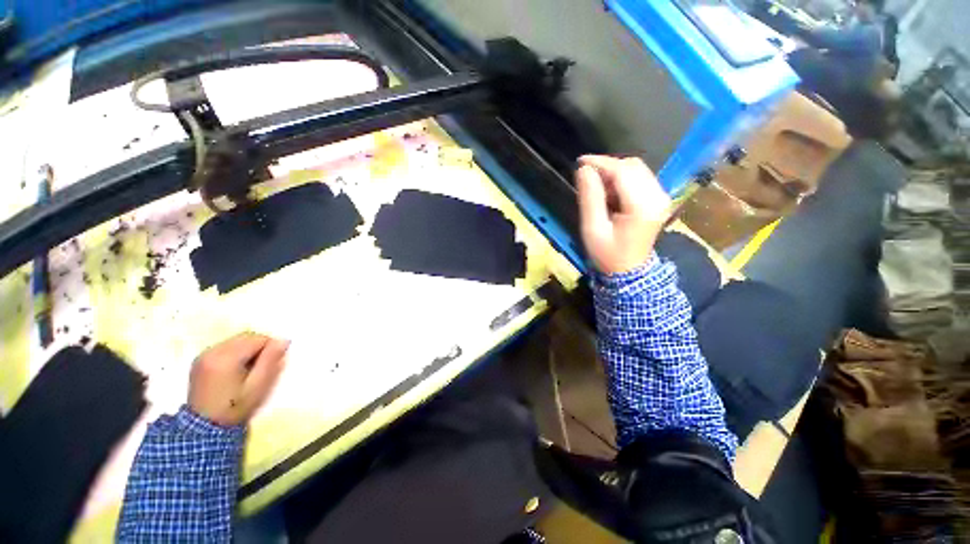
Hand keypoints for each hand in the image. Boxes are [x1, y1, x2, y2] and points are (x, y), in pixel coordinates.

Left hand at [189, 332, 288, 426]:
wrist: (205, 428)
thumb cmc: (236, 407)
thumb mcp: (258, 386)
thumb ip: (271, 360)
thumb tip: (283, 340)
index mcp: (226, 358)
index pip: (258, 339)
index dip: (270, 349)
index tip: (271, 365)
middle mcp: (212, 351)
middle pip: (246, 337)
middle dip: (259, 347)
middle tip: (262, 367)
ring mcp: (203, 355)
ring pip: (236, 341)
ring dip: (247, 349)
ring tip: (248, 369)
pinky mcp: (200, 360)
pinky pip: (225, 347)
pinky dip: (235, 353)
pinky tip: (235, 370)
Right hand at [576, 155, 670, 274]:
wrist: (628, 271)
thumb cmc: (607, 254)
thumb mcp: (593, 228)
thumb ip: (590, 197)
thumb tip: (583, 169)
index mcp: (642, 206)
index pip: (623, 172)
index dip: (601, 163)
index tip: (580, 162)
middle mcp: (657, 196)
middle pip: (632, 166)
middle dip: (607, 166)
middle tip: (585, 175)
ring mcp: (660, 197)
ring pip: (636, 169)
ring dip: (614, 172)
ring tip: (595, 186)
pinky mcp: (657, 198)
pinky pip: (639, 177)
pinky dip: (621, 179)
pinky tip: (609, 191)